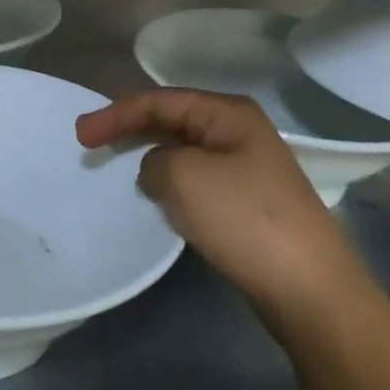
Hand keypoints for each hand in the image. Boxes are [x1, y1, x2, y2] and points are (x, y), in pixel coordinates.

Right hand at [76, 89, 366, 326]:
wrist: (310, 289)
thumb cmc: (243, 218)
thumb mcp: (183, 177)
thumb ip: (155, 162)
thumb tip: (158, 170)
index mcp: (228, 113)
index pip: (159, 100)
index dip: (116, 114)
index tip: (80, 136)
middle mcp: (240, 131)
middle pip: (173, 119)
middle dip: (130, 128)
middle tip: (91, 144)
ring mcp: (249, 167)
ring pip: (185, 150)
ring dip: (150, 154)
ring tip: (118, 166)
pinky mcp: (250, 201)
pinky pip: (198, 178)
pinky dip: (171, 181)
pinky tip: (158, 196)